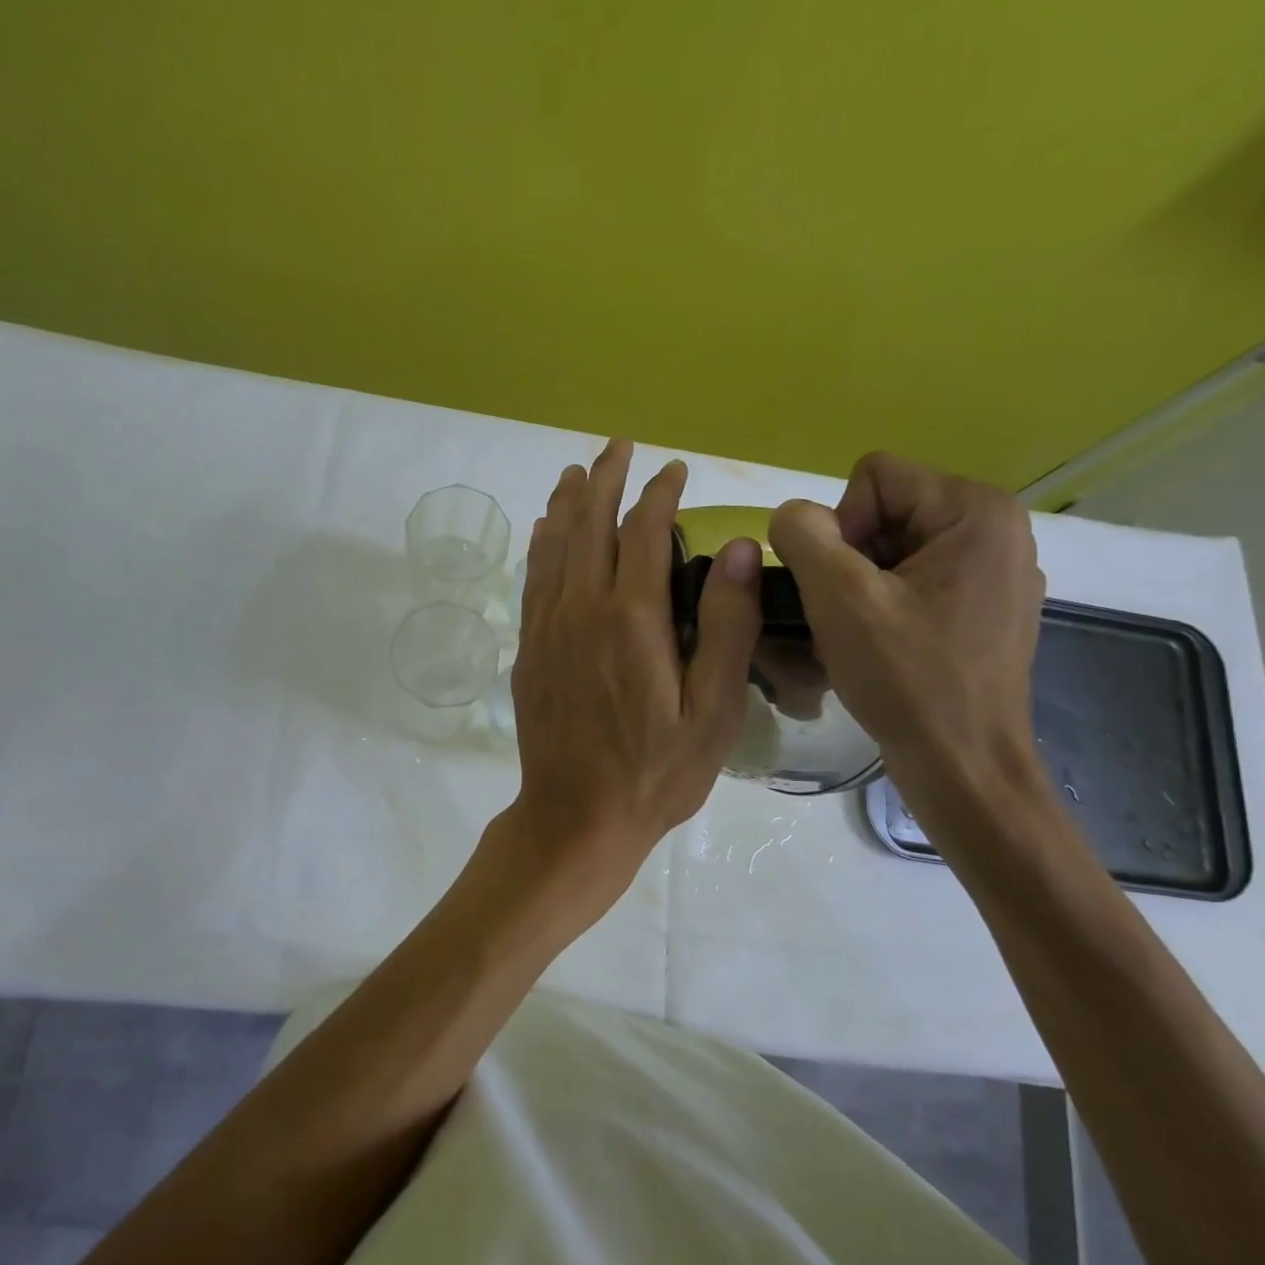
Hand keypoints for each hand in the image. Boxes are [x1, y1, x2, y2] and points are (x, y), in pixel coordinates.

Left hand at [509, 440, 760, 911]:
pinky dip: (541, 545)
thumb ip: (725, 627)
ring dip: (567, 503)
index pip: (645, 531)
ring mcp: (547, 627)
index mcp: (631, 618)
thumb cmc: (655, 773)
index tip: (675, 469)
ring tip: (576, 472)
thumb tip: (735, 547)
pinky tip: (545, 531)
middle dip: (606, 479)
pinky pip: (533, 579)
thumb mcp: (712, 711)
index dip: (660, 493)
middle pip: (590, 524)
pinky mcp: (529, 649)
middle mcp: (581, 609)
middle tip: (619, 447)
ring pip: (554, 546)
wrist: (575, 817)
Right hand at [767, 451, 1044, 789]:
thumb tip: (792, 516)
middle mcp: (997, 530)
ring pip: (892, 550)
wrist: (962, 766)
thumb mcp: (839, 598)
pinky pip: (914, 581)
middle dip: (849, 561)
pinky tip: (883, 648)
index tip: (846, 589)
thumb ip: (803, 536)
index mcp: (977, 511)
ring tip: (860, 638)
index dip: (840, 528)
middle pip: (884, 512)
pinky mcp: (986, 609)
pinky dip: (884, 607)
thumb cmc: (907, 679)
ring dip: (860, 589)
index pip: (873, 478)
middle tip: (847, 618)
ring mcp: (996, 572)